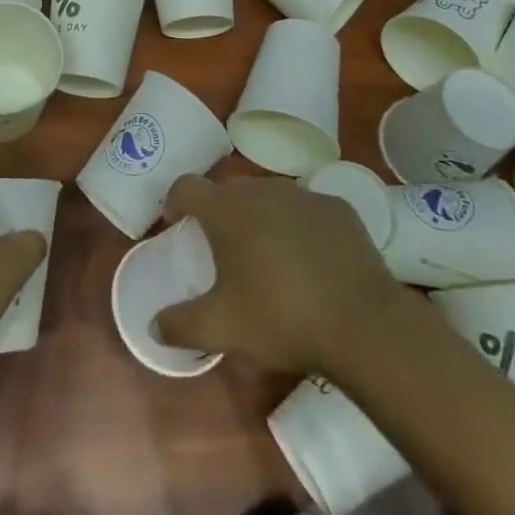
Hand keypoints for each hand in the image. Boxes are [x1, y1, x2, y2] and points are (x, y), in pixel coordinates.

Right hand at [154, 174, 410, 374]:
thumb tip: (154, 326)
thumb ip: (181, 325)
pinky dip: (301, 227)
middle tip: (224, 248)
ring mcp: (302, 195)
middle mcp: (260, 190)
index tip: (176, 220)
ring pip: (270, 198)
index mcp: (226, 210)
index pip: (187, 186)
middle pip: (229, 191)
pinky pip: (308, 211)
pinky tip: (311, 261)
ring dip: (262, 218)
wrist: (360, 322)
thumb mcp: (221, 329)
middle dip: (221, 213)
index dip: (176, 200)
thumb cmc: (279, 317)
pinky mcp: (338, 208)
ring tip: (268, 255)